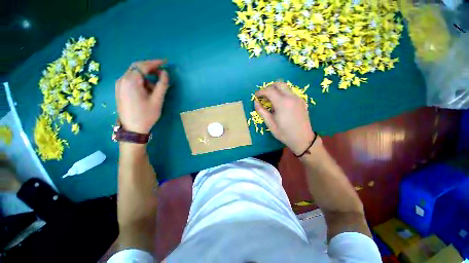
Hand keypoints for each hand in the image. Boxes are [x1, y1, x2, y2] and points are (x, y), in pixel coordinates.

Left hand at [115, 60, 169, 133]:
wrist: (132, 128)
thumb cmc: (146, 115)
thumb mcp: (157, 100)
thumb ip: (162, 85)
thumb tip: (165, 73)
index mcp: (131, 81)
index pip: (143, 66)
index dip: (155, 63)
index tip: (165, 62)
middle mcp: (122, 80)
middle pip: (137, 68)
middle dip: (150, 68)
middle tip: (162, 73)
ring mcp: (119, 85)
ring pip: (134, 74)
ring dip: (146, 77)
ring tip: (155, 88)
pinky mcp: (120, 90)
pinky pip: (131, 80)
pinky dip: (141, 81)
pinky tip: (147, 90)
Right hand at [255, 82, 314, 154]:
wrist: (303, 139)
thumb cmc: (284, 133)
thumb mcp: (270, 123)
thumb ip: (261, 111)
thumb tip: (255, 102)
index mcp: (282, 103)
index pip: (269, 90)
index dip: (261, 91)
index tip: (256, 96)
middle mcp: (291, 97)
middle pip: (279, 84)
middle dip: (269, 87)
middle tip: (263, 96)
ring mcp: (298, 98)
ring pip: (285, 87)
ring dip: (276, 90)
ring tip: (271, 100)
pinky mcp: (301, 101)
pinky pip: (290, 93)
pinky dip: (283, 94)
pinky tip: (280, 104)